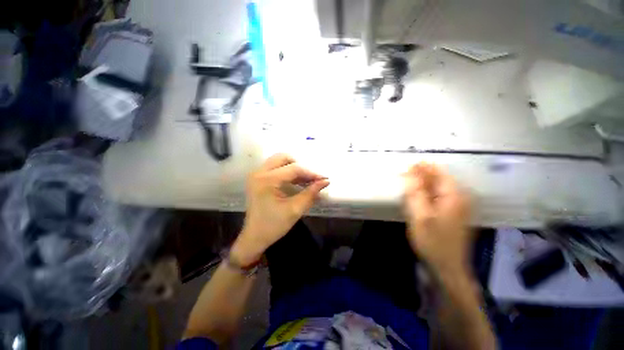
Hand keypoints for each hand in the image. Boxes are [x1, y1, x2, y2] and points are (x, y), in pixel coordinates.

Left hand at [231, 154, 329, 265]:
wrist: (254, 237)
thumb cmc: (273, 225)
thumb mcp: (295, 209)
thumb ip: (311, 193)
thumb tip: (325, 181)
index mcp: (267, 180)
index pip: (294, 169)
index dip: (311, 173)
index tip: (324, 179)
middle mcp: (259, 172)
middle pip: (284, 158)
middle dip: (300, 166)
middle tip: (310, 179)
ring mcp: (257, 174)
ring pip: (279, 161)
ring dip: (294, 168)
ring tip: (306, 181)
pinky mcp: (258, 179)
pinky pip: (275, 168)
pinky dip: (287, 172)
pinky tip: (297, 182)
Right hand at [402, 163, 472, 275]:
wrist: (447, 268)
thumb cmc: (433, 241)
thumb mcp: (420, 216)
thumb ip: (415, 192)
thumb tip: (410, 172)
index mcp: (454, 195)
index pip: (438, 172)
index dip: (421, 167)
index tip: (405, 166)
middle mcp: (459, 197)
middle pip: (438, 179)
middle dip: (419, 175)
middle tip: (401, 176)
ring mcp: (457, 206)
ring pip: (436, 188)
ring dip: (421, 185)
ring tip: (405, 185)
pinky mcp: (451, 214)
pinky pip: (437, 198)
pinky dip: (425, 195)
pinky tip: (415, 198)